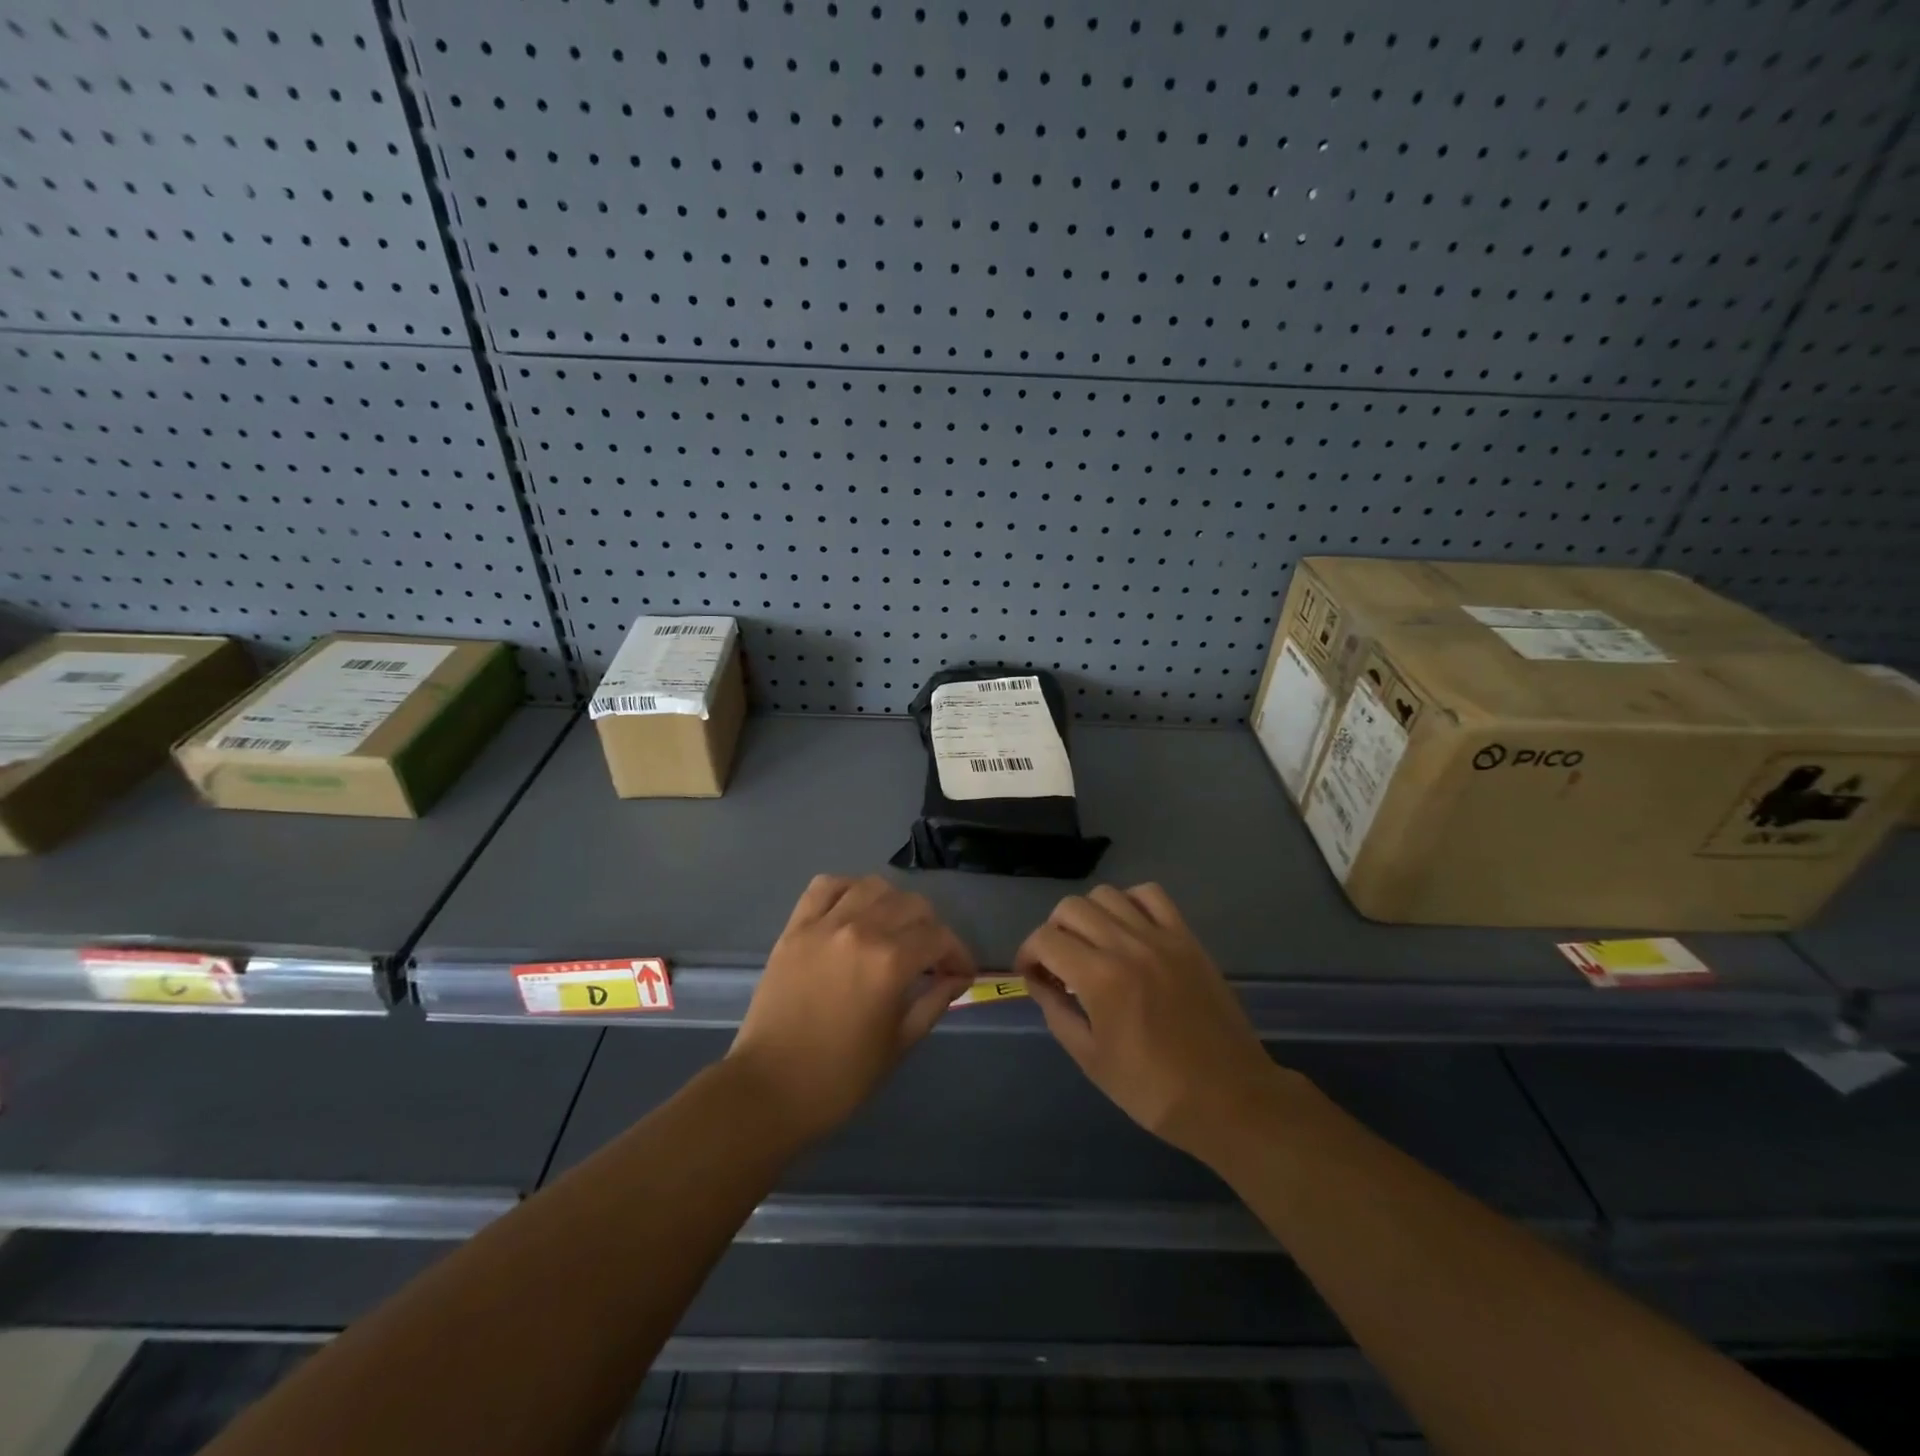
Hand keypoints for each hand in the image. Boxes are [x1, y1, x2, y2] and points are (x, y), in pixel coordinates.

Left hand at [728, 874, 975, 1141]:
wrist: (769, 1089)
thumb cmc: (840, 1077)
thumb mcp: (899, 1043)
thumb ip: (933, 1002)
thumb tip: (957, 978)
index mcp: (890, 962)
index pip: (939, 937)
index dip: (958, 953)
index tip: (961, 973)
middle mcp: (861, 930)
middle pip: (911, 904)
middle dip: (931, 928)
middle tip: (929, 957)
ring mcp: (824, 925)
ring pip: (872, 886)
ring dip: (893, 903)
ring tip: (893, 929)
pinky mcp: (795, 928)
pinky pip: (824, 886)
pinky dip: (847, 889)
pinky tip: (854, 909)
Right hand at [1016, 883, 1287, 1161]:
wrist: (1229, 1098)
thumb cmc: (1154, 1090)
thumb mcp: (1091, 1060)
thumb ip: (1057, 1012)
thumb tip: (1039, 981)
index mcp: (1100, 979)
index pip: (1045, 939)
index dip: (1027, 953)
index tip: (1031, 974)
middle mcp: (1127, 946)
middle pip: (1071, 908)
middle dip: (1053, 932)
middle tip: (1058, 963)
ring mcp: (1161, 937)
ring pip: (1107, 894)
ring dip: (1088, 915)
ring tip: (1092, 945)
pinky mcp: (1187, 938)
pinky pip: (1151, 895)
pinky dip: (1130, 902)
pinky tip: (1128, 929)